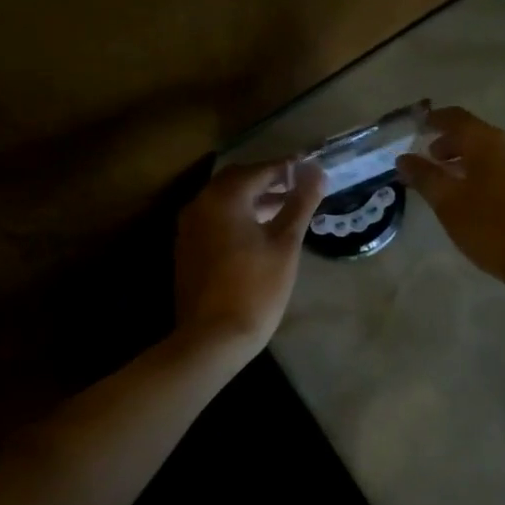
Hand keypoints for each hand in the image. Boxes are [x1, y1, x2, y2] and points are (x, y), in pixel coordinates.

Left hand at [173, 159, 327, 364]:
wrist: (212, 338)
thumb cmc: (256, 288)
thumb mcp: (285, 243)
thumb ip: (300, 203)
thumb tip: (317, 172)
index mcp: (224, 198)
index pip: (260, 170)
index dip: (288, 167)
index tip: (311, 166)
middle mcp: (200, 204)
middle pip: (237, 180)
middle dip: (268, 179)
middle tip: (297, 184)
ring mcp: (189, 227)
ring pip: (224, 199)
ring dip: (252, 198)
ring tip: (284, 207)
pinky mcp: (187, 247)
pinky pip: (215, 218)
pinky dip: (237, 215)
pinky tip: (259, 231)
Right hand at [397, 107, 504, 296]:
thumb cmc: (493, 227)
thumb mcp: (448, 203)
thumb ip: (425, 177)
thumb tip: (404, 158)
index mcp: (488, 141)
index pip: (456, 117)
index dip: (435, 119)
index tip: (419, 125)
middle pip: (476, 134)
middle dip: (450, 143)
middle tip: (430, 159)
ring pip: (492, 153)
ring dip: (469, 160)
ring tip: (451, 181)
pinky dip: (486, 173)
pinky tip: (478, 198)